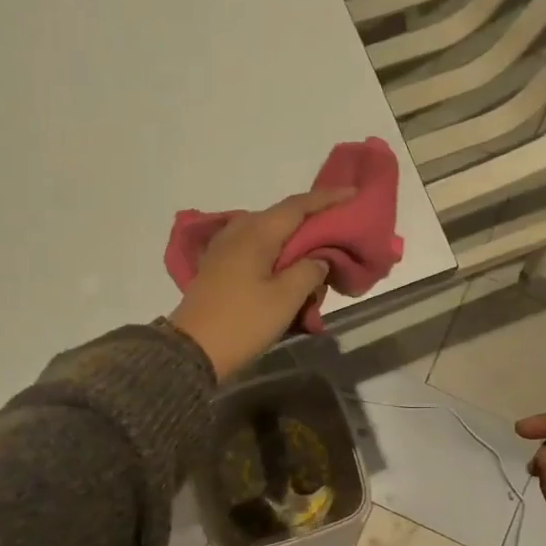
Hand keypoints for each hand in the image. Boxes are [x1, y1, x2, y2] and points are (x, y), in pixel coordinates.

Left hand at [168, 187, 355, 379]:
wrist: (192, 351)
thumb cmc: (243, 322)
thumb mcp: (286, 298)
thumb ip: (309, 271)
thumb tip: (317, 259)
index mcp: (256, 232)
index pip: (298, 205)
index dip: (327, 198)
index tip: (353, 194)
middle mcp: (238, 232)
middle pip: (283, 220)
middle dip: (312, 227)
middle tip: (339, 238)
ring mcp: (224, 250)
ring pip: (269, 239)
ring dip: (294, 249)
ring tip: (316, 267)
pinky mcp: (218, 269)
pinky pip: (256, 255)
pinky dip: (276, 262)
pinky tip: (288, 278)